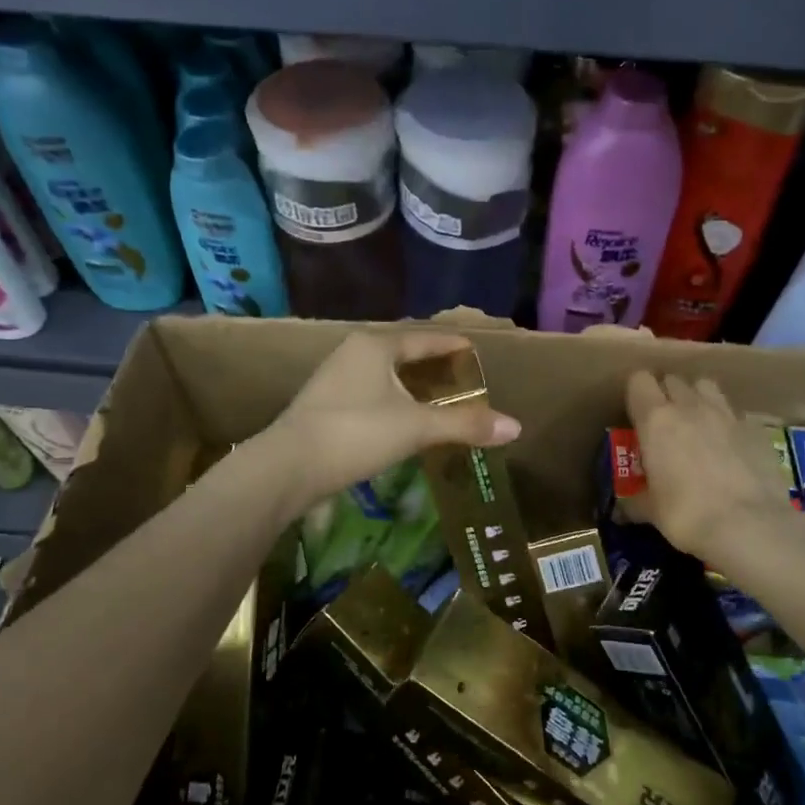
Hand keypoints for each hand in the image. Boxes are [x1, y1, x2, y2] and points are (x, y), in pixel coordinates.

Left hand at [263, 331, 520, 513]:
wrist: (288, 466)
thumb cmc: (356, 434)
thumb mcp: (416, 428)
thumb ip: (465, 425)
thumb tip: (516, 427)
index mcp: (376, 345)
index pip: (425, 338)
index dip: (453, 345)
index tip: (476, 352)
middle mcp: (353, 352)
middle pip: (404, 352)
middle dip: (433, 365)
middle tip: (462, 378)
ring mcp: (335, 378)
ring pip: (385, 374)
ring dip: (412, 385)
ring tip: (439, 399)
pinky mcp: (325, 405)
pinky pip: (371, 393)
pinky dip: (394, 401)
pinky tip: (404, 420)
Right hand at [624, 372, 801, 558]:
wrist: (750, 525)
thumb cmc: (687, 514)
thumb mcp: (651, 511)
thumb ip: (634, 502)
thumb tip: (621, 511)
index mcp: (656, 420)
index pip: (639, 381)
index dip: (636, 394)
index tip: (635, 415)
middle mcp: (690, 406)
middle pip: (673, 379)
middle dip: (665, 395)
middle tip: (664, 424)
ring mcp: (726, 414)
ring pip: (706, 386)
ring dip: (697, 399)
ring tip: (696, 425)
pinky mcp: (755, 428)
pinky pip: (734, 413)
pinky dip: (726, 423)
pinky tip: (728, 448)